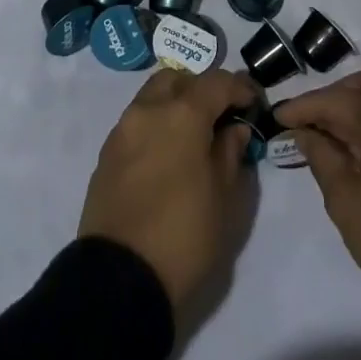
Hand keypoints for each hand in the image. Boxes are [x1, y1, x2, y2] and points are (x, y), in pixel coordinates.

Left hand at [78, 67, 258, 307]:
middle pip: (178, 79)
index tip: (253, 104)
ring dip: (175, 104)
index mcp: (182, 114)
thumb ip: (230, 153)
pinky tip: (168, 155)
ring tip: (193, 136)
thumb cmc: (184, 236)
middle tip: (220, 117)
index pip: (217, 82)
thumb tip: (233, 130)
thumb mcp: (224, 199)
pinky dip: (156, 125)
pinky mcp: (106, 154)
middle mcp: (149, 110)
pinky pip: (136, 122)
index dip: (239, 88)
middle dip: (201, 89)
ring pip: (153, 96)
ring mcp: (123, 130)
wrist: (120, 280)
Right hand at [275, 67, 360, 305]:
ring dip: (356, 103)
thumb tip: (304, 133)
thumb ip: (320, 155)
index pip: (335, 99)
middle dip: (333, 96)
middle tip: (310, 121)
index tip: (278, 117)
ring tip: (332, 130)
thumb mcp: (342, 198)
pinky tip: (359, 142)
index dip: (303, 107)